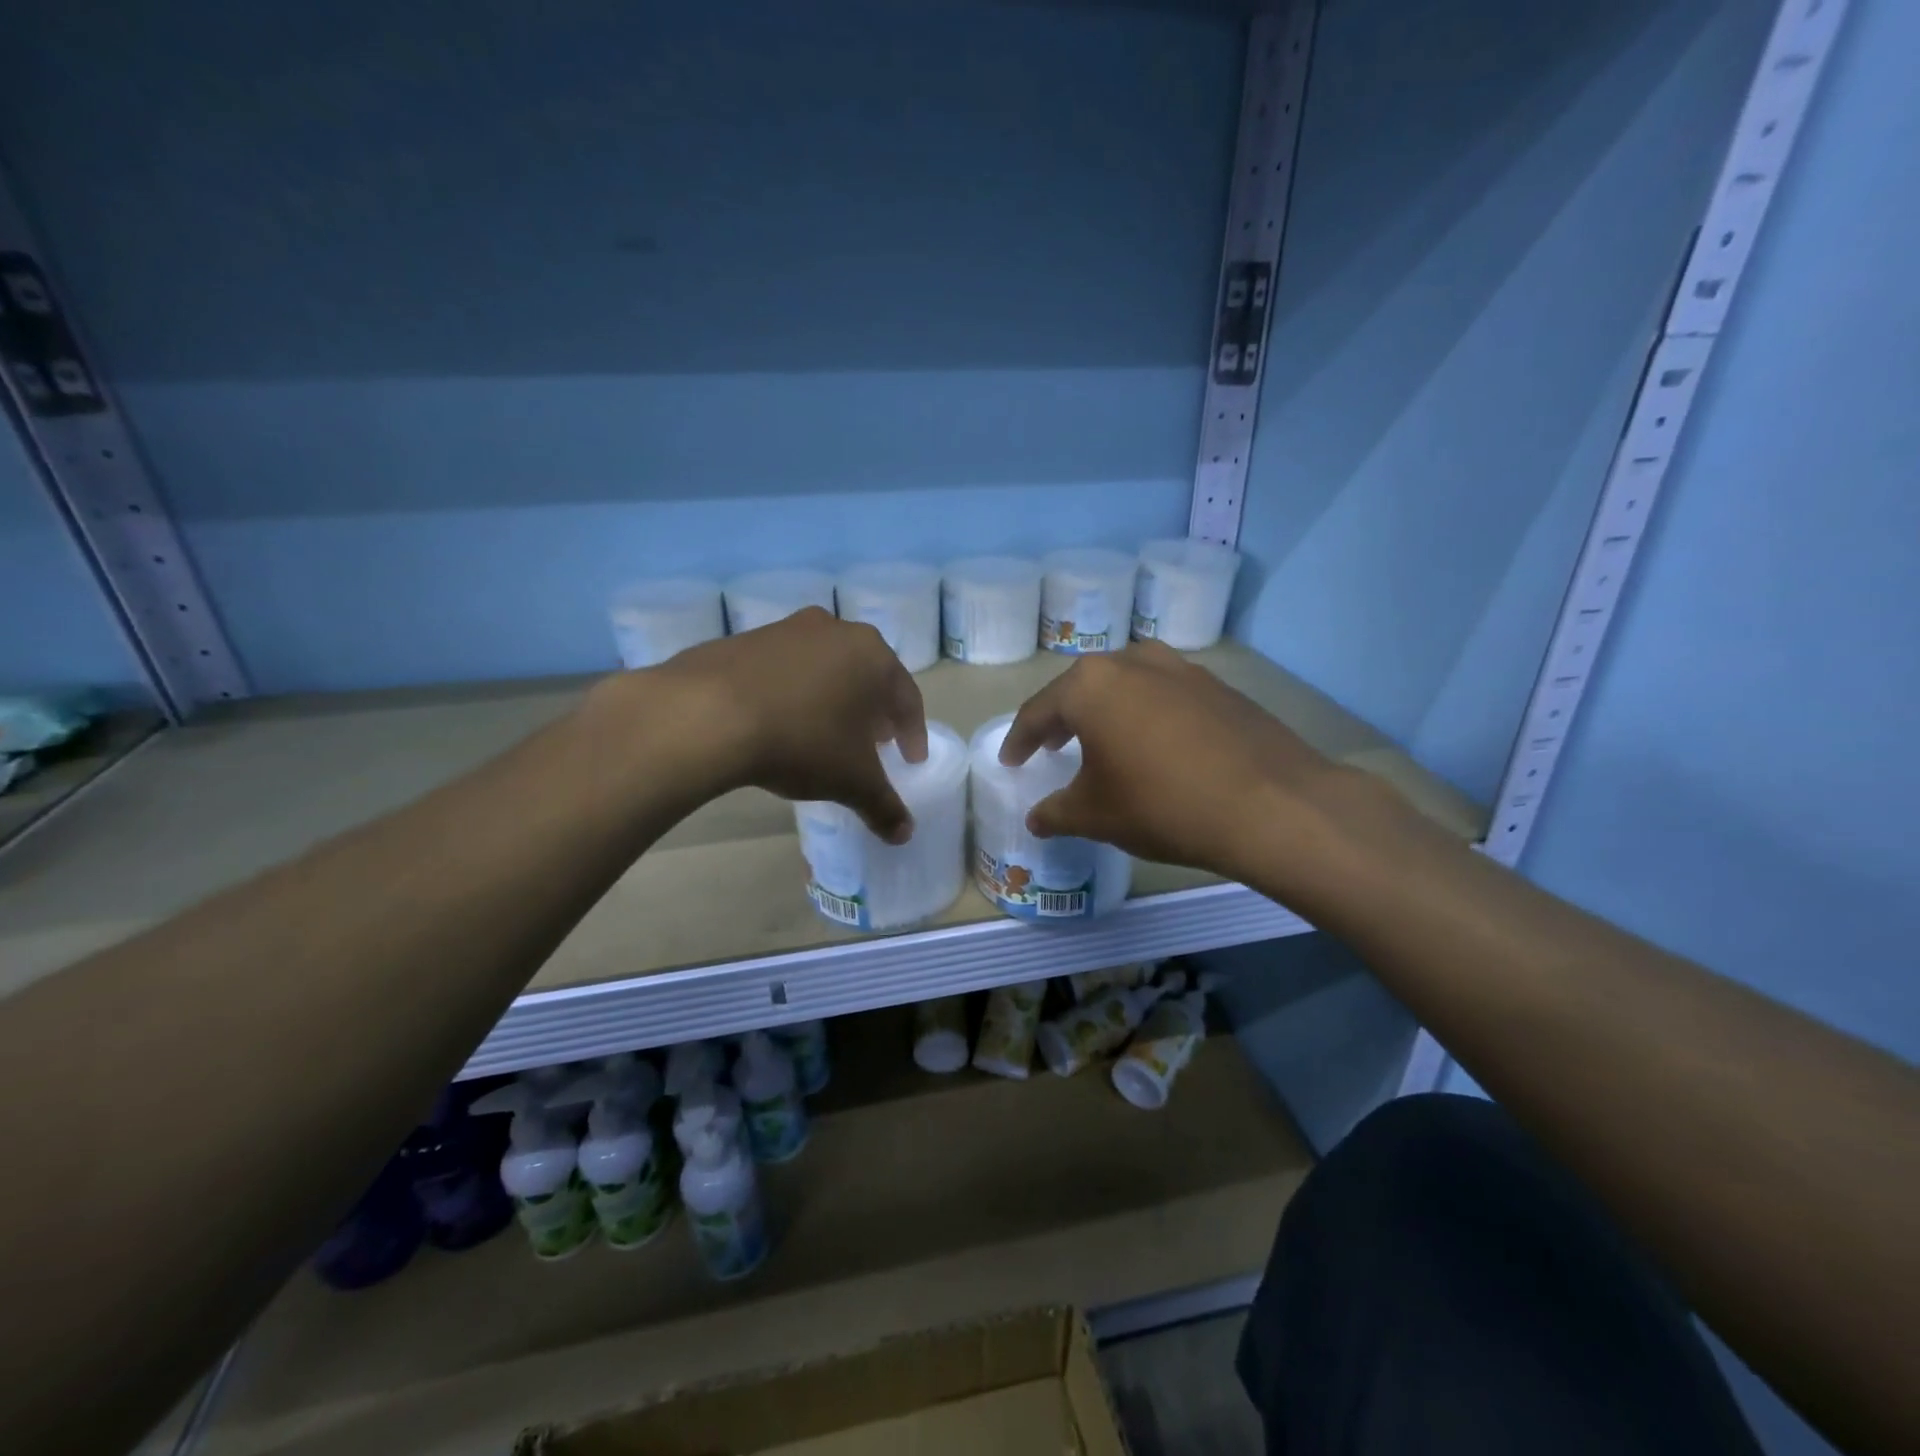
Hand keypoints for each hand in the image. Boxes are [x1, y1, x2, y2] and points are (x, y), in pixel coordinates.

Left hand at [652, 608, 927, 841]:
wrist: (707, 714)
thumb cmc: (803, 741)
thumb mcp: (852, 782)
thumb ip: (884, 806)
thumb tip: (904, 833)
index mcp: (873, 655)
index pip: (907, 698)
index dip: (912, 734)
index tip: (910, 761)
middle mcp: (835, 630)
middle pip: (867, 677)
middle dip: (873, 713)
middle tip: (873, 744)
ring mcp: (787, 630)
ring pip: (825, 669)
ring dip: (833, 700)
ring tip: (825, 734)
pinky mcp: (745, 640)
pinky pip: (784, 671)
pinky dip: (793, 694)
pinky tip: (780, 722)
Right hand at [999, 640, 1385, 885]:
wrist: (1271, 805)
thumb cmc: (1162, 804)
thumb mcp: (1096, 815)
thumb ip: (1056, 813)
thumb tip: (1037, 818)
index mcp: (1090, 685)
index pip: (1039, 712)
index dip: (1020, 740)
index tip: (1010, 761)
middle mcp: (1132, 662)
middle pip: (1082, 690)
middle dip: (1062, 719)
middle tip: (1051, 747)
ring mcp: (1181, 668)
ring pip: (1126, 686)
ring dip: (1107, 712)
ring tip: (1102, 742)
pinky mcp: (1218, 685)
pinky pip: (1165, 696)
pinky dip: (1147, 716)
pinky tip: (1155, 746)